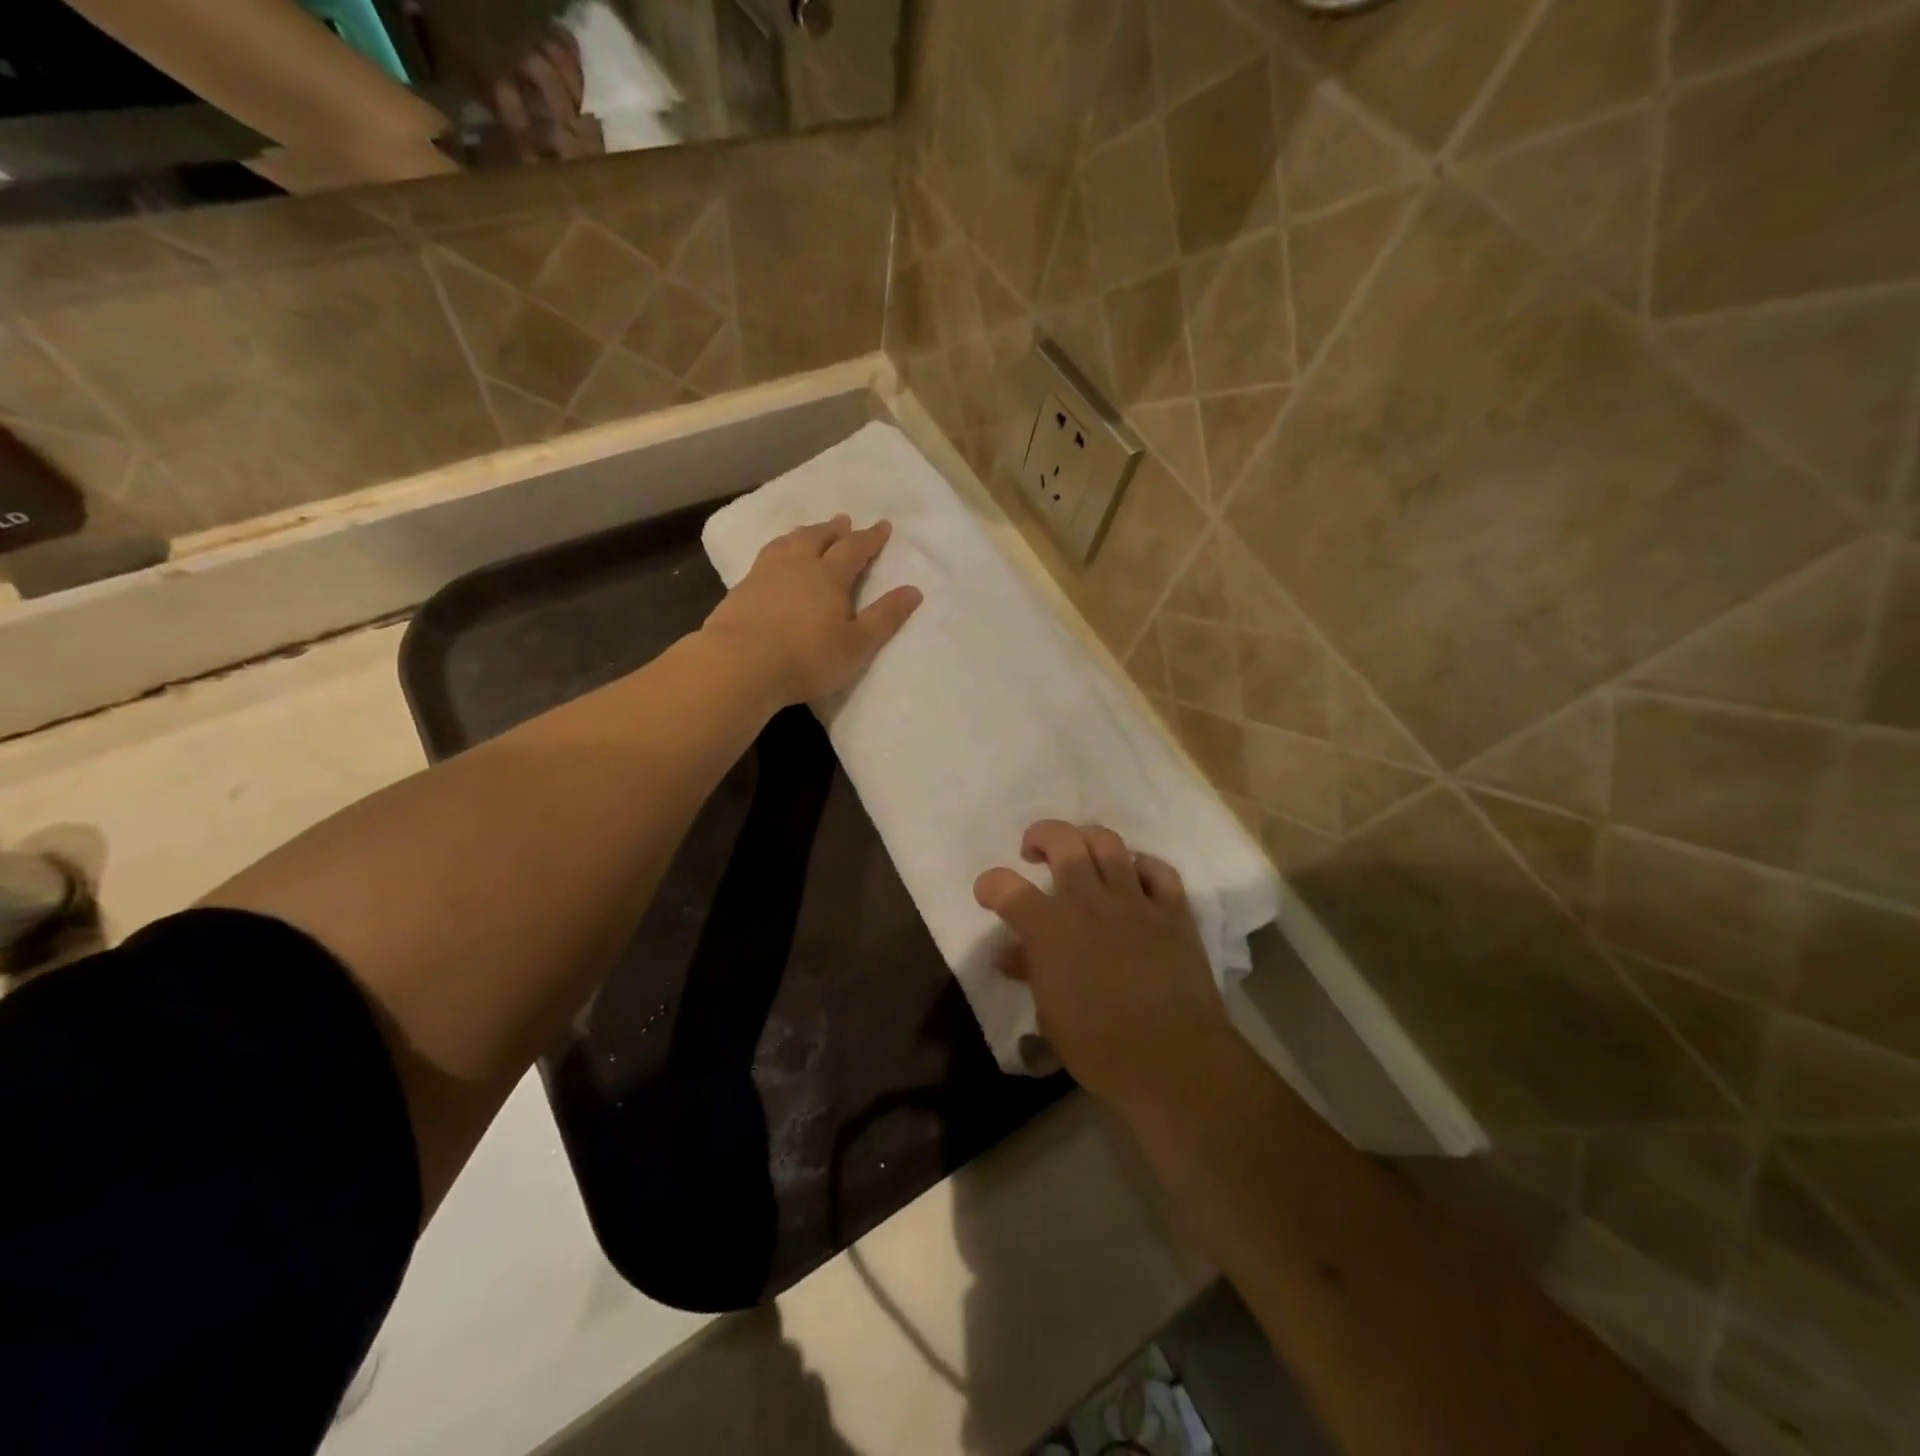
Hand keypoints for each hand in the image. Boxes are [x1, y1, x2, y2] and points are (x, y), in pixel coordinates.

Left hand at [702, 515, 922, 708]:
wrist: (740, 664)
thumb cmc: (807, 657)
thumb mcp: (857, 644)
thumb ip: (885, 617)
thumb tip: (914, 590)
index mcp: (829, 576)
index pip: (855, 549)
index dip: (870, 538)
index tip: (883, 526)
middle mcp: (798, 565)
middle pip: (819, 538)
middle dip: (835, 529)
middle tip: (844, 521)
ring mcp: (765, 573)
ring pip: (788, 543)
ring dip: (804, 533)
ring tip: (809, 531)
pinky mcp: (741, 588)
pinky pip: (766, 557)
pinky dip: (778, 550)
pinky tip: (774, 559)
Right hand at [975, 821, 1236, 1111]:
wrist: (1172, 1060)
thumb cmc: (1100, 1047)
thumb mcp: (1050, 1015)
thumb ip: (1032, 972)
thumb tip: (1012, 955)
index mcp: (1049, 929)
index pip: (1006, 887)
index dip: (990, 884)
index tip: (988, 893)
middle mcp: (1088, 902)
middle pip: (1062, 841)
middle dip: (1041, 836)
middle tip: (1035, 851)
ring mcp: (1134, 902)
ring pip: (1108, 843)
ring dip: (1087, 839)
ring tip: (1081, 851)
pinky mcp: (1172, 911)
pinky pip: (1158, 870)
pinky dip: (1142, 865)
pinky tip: (1135, 876)